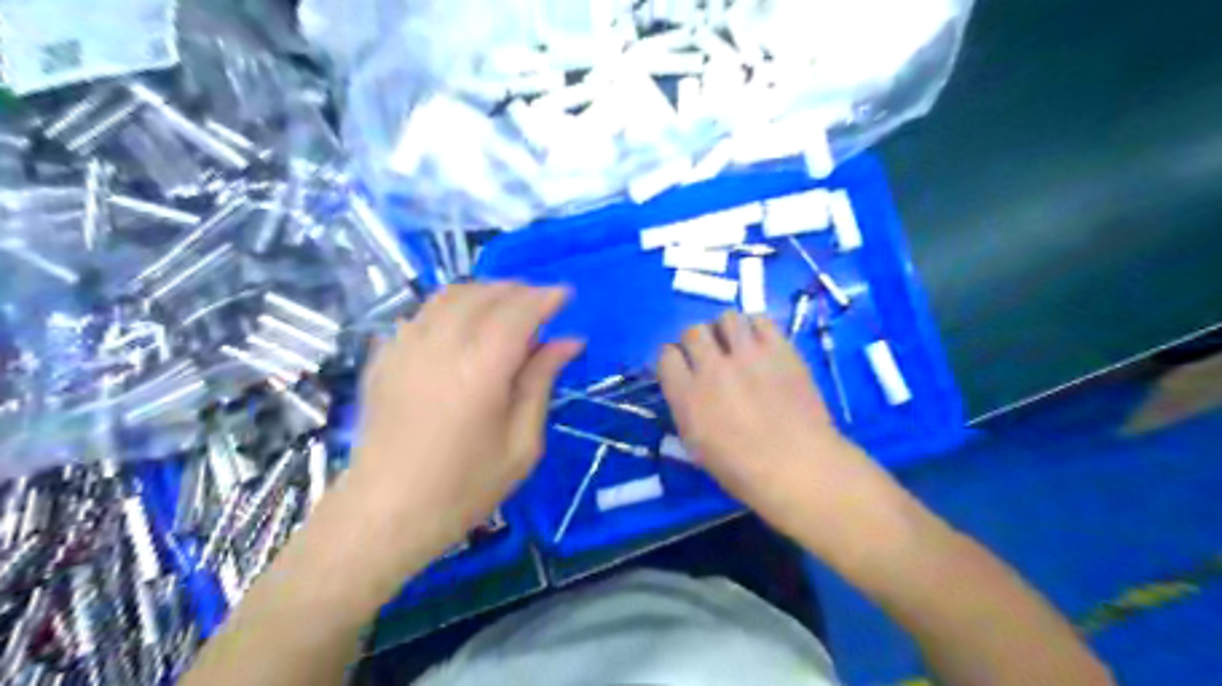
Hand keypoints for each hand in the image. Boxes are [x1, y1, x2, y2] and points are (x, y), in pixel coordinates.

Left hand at [347, 283, 586, 556]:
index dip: (546, 298)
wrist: (385, 514)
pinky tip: (464, 327)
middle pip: (485, 294)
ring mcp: (405, 346)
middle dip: (520, 291)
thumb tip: (568, 341)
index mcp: (481, 369)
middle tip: (542, 307)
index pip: (519, 311)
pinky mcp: (385, 356)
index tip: (566, 296)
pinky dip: (452, 307)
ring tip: (507, 310)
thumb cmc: (465, 487)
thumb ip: (541, 382)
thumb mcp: (522, 443)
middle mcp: (441, 345)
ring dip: (485, 292)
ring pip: (450, 295)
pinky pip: (422, 312)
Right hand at [659, 310, 904, 556]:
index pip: (666, 355)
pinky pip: (760, 319)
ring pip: (725, 318)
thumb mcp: (696, 446)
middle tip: (710, 357)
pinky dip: (755, 328)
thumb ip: (686, 408)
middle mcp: (712, 368)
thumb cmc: (742, 470)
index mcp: (686, 396)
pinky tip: (760, 344)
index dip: (674, 360)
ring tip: (736, 346)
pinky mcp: (780, 349)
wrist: (798, 467)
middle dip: (697, 343)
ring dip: (725, 330)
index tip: (684, 369)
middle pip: (692, 331)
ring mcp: (748, 355)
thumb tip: (687, 386)